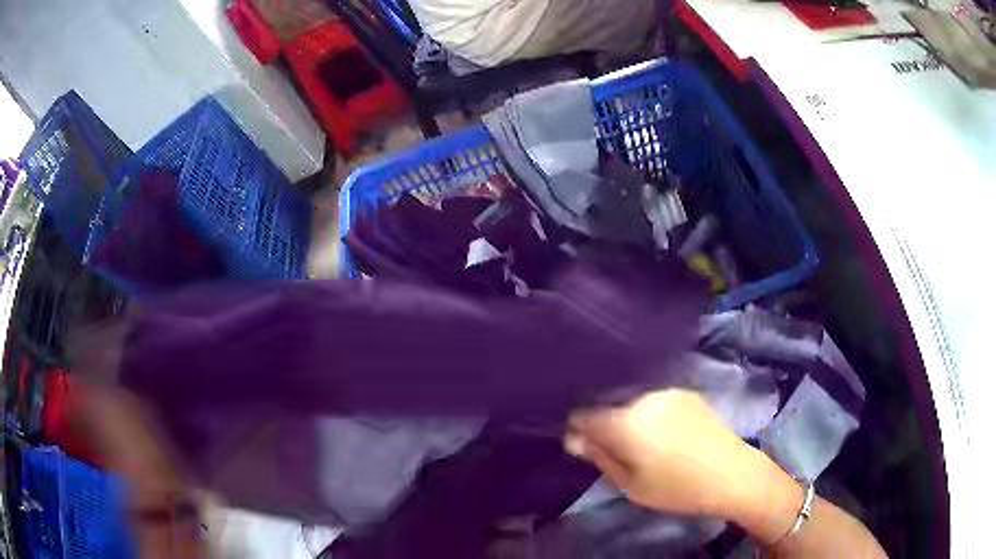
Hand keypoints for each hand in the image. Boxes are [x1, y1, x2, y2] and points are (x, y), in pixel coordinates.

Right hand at [565, 389, 761, 518]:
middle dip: (605, 423)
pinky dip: (649, 412)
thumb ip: (600, 458)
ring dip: (628, 416)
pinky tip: (664, 432)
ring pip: (632, 401)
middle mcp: (643, 397)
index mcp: (625, 421)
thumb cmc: (677, 488)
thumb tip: (574, 439)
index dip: (577, 429)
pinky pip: (654, 400)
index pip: (583, 414)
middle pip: (609, 405)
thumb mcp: (631, 485)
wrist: (731, 474)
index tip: (582, 445)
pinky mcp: (686, 392)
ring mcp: (667, 391)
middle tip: (616, 449)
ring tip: (642, 441)